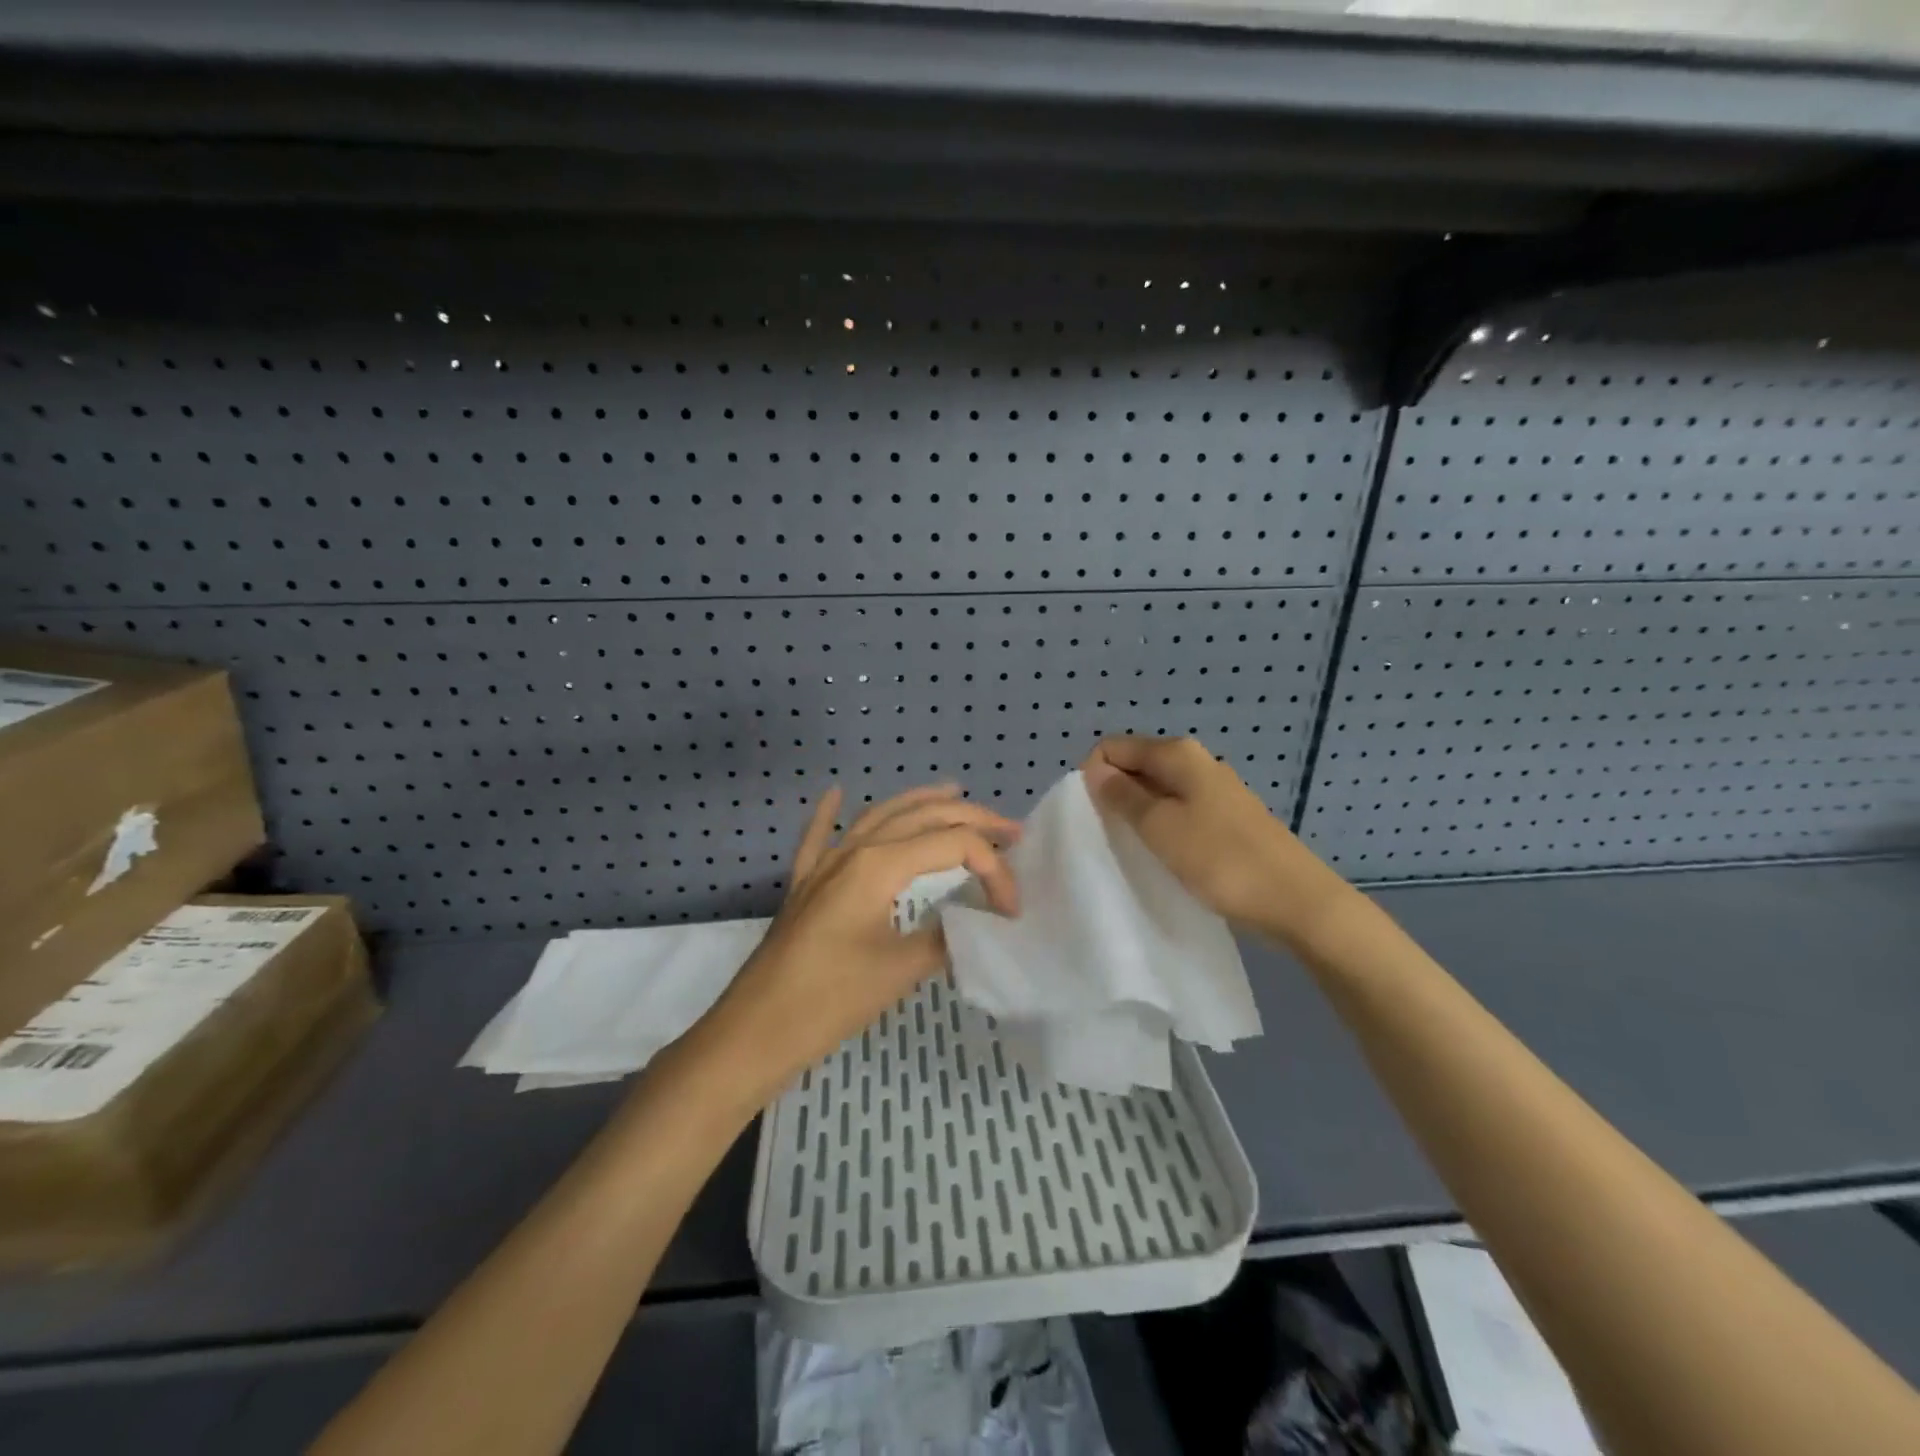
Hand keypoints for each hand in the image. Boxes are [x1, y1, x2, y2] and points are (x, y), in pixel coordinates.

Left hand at [701, 784, 1019, 1107]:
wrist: (754, 1031)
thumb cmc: (830, 1000)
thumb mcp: (900, 970)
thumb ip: (946, 936)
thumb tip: (975, 923)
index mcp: (879, 865)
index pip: (953, 846)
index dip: (993, 869)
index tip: (1012, 909)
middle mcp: (853, 851)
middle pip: (921, 817)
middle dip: (971, 817)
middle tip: (1010, 829)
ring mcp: (824, 864)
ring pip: (878, 816)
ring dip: (919, 802)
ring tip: (953, 792)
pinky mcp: (805, 885)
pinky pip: (819, 837)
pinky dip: (829, 813)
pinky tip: (835, 792)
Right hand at [1081, 736, 1348, 943]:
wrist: (1296, 901)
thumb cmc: (1221, 859)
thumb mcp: (1160, 827)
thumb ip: (1122, 796)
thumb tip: (1094, 769)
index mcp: (1178, 754)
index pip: (1113, 748)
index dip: (1095, 777)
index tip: (1097, 816)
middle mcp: (1196, 762)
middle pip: (1136, 767)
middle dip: (1116, 795)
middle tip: (1112, 836)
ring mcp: (1215, 790)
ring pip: (1158, 792)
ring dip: (1140, 816)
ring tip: (1138, 850)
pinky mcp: (1227, 818)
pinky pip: (1179, 812)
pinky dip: (1165, 829)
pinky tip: (1167, 857)